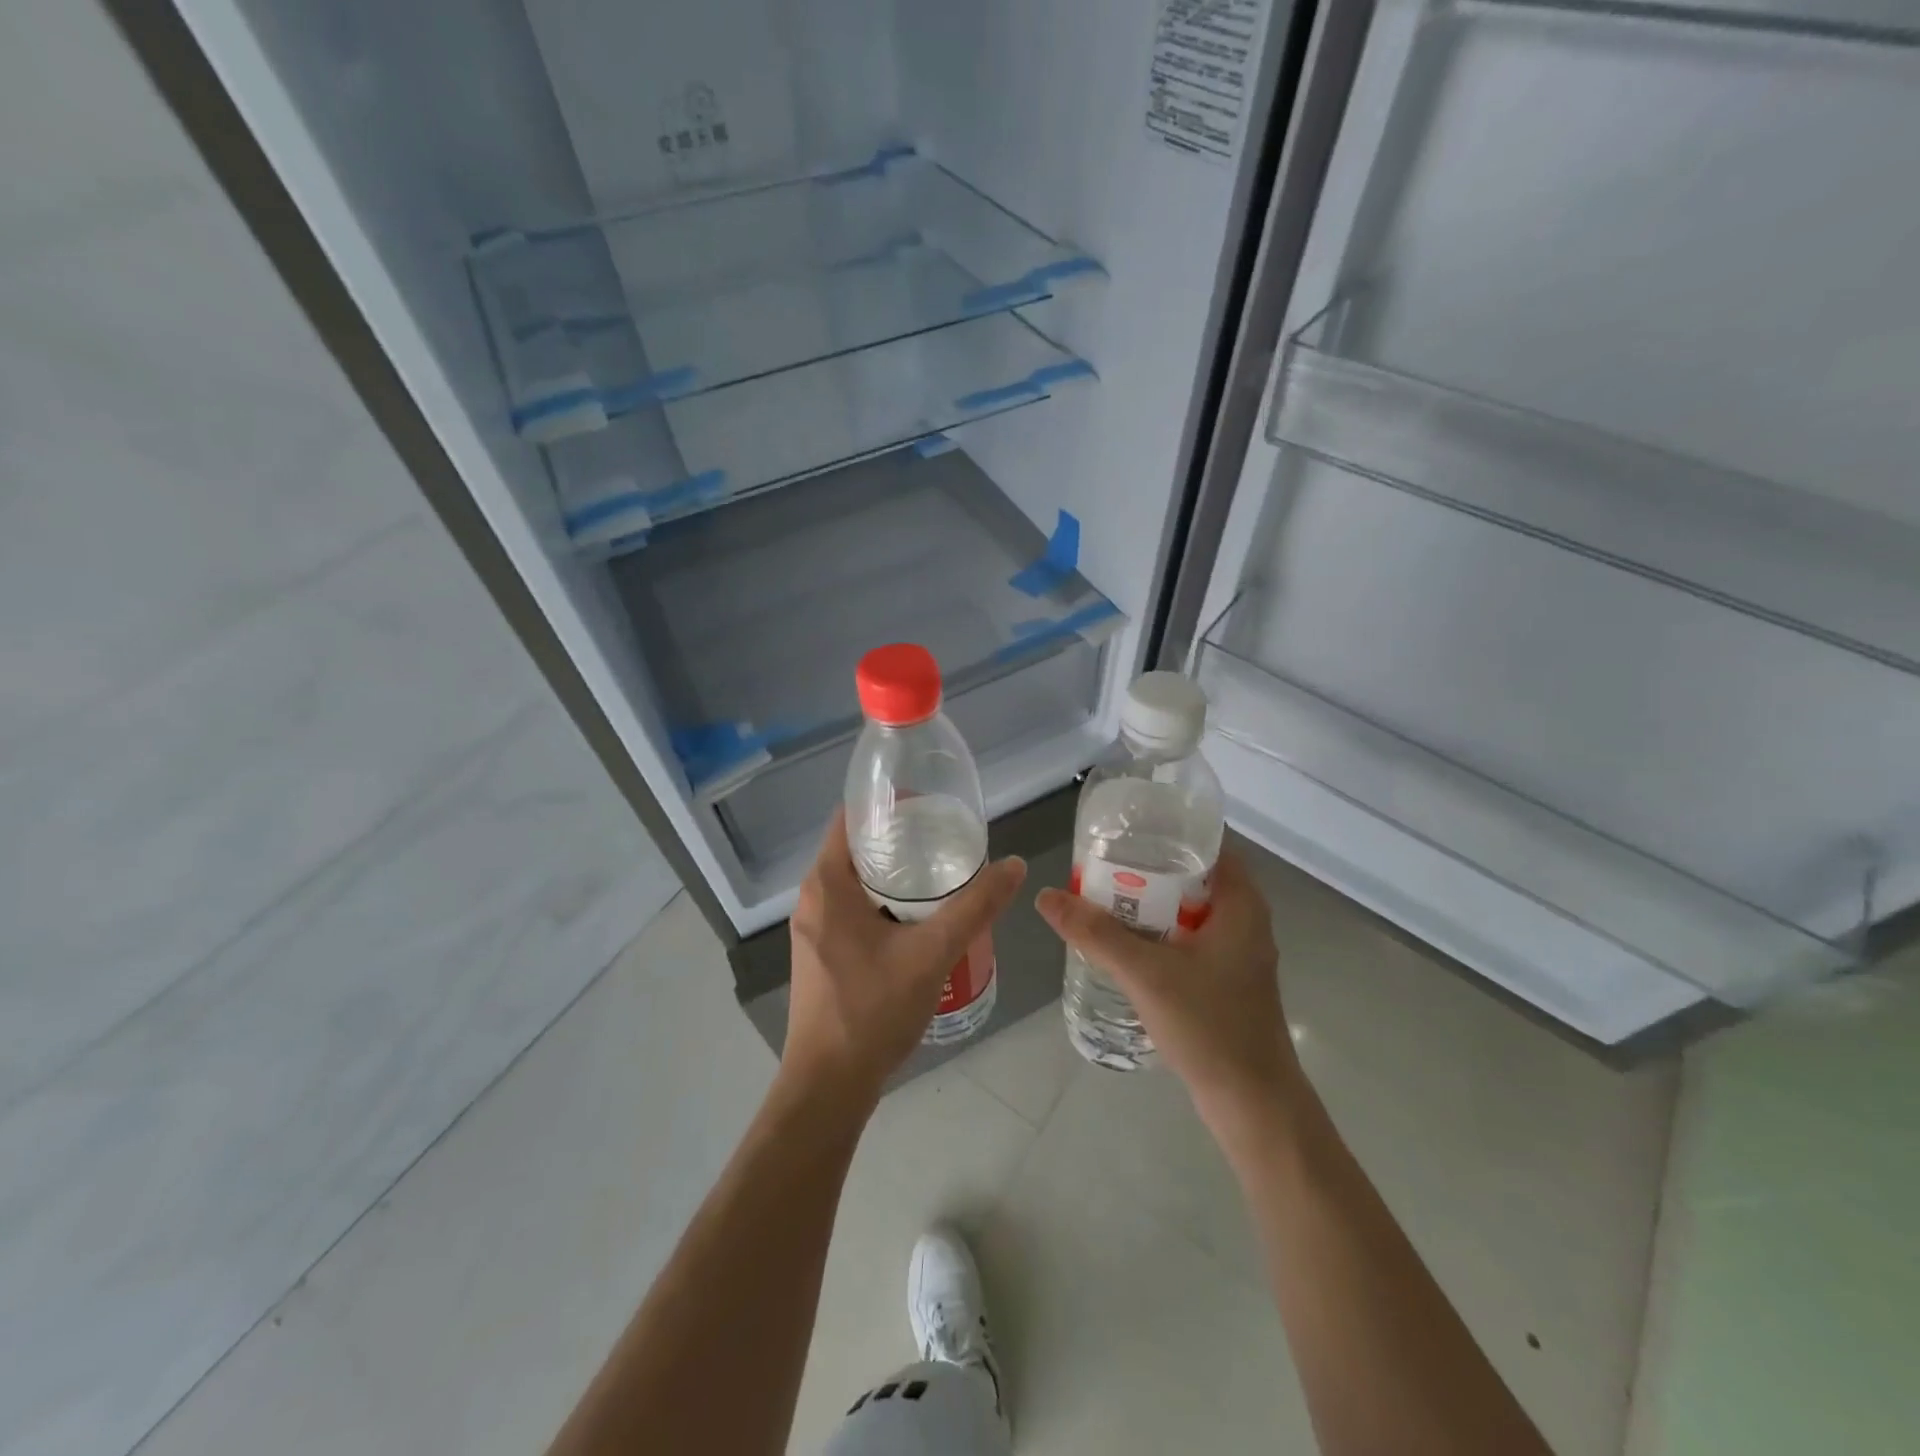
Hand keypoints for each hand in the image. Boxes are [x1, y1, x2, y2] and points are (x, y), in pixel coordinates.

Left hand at [784, 810, 1026, 1110]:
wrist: (828, 1086)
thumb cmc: (872, 1010)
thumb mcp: (932, 953)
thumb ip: (975, 906)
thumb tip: (1014, 864)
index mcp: (827, 883)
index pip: (852, 818)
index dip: (890, 805)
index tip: (932, 806)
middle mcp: (813, 898)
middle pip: (858, 849)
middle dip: (902, 841)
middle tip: (949, 840)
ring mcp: (815, 928)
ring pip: (858, 882)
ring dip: (897, 874)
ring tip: (944, 873)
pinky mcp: (823, 953)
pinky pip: (855, 909)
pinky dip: (886, 902)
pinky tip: (923, 917)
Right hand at [1036, 849, 1295, 1119]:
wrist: (1253, 1105)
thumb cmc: (1210, 1026)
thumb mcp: (1146, 973)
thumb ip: (1096, 933)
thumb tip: (1046, 896)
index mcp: (1240, 903)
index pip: (1205, 843)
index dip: (1165, 830)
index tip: (1123, 828)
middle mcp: (1244, 920)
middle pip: (1192, 875)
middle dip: (1147, 867)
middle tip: (1100, 862)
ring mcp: (1236, 952)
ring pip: (1188, 909)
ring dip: (1150, 902)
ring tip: (1102, 894)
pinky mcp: (1225, 979)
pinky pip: (1188, 938)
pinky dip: (1158, 931)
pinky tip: (1124, 941)